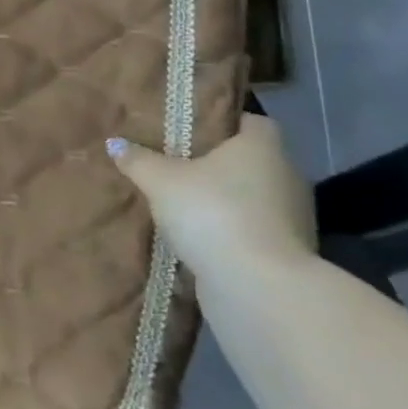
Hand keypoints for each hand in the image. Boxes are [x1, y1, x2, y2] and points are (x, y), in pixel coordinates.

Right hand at [107, 115, 316, 282]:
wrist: (257, 286)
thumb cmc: (212, 212)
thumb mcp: (161, 181)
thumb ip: (138, 160)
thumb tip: (115, 143)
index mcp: (263, 147)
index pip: (253, 122)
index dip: (225, 123)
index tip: (194, 130)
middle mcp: (286, 176)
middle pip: (251, 161)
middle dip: (219, 164)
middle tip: (178, 164)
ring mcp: (292, 217)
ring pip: (252, 197)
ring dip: (225, 201)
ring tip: (184, 203)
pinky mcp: (287, 253)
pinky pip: (253, 229)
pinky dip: (231, 230)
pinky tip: (199, 237)